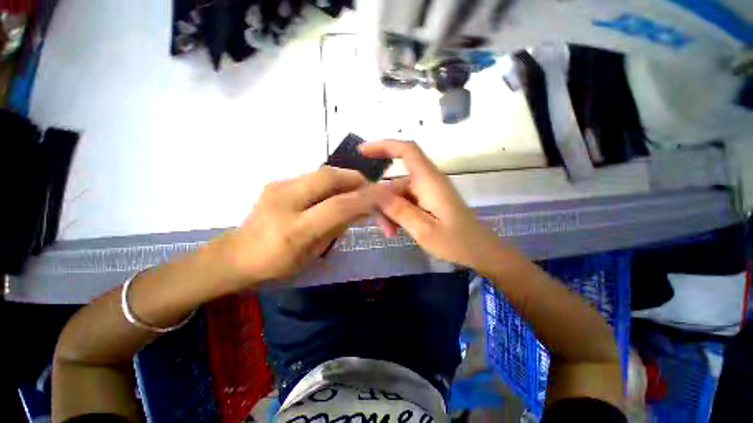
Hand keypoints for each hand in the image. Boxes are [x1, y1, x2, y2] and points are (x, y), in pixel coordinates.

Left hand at [220, 166, 384, 285]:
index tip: (386, 196)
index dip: (365, 198)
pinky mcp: (277, 180)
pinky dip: (333, 181)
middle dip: (357, 180)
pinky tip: (337, 192)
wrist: (236, 254)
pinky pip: (315, 176)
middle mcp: (284, 201)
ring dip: (347, 179)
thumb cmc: (277, 264)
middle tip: (372, 190)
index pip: (338, 206)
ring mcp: (278, 186)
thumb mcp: (313, 253)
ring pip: (323, 172)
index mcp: (294, 230)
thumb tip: (360, 208)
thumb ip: (337, 226)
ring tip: (358, 191)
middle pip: (330, 177)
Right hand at [361, 140, 506, 270]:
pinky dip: (398, 214)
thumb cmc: (456, 242)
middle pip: (396, 182)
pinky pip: (406, 202)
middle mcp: (428, 181)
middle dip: (382, 201)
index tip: (362, 152)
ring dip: (390, 212)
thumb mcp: (424, 229)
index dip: (384, 146)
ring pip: (399, 195)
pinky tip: (396, 229)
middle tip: (379, 225)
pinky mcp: (429, 201)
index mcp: (429, 181)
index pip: (407, 150)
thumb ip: (399, 210)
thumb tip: (375, 193)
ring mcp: (428, 191)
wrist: (481, 252)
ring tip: (390, 233)